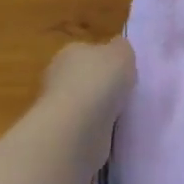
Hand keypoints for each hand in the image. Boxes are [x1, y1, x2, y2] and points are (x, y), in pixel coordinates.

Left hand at [38, 37, 136, 170]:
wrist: (77, 127)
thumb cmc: (99, 81)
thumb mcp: (122, 53)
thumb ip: (121, 48)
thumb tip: (118, 49)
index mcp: (70, 52)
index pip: (88, 51)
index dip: (106, 60)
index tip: (123, 71)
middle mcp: (58, 77)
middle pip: (85, 78)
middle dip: (102, 87)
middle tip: (126, 94)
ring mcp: (58, 108)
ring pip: (85, 106)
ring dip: (99, 111)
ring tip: (124, 116)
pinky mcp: (63, 135)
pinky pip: (85, 129)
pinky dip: (97, 130)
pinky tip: (113, 133)